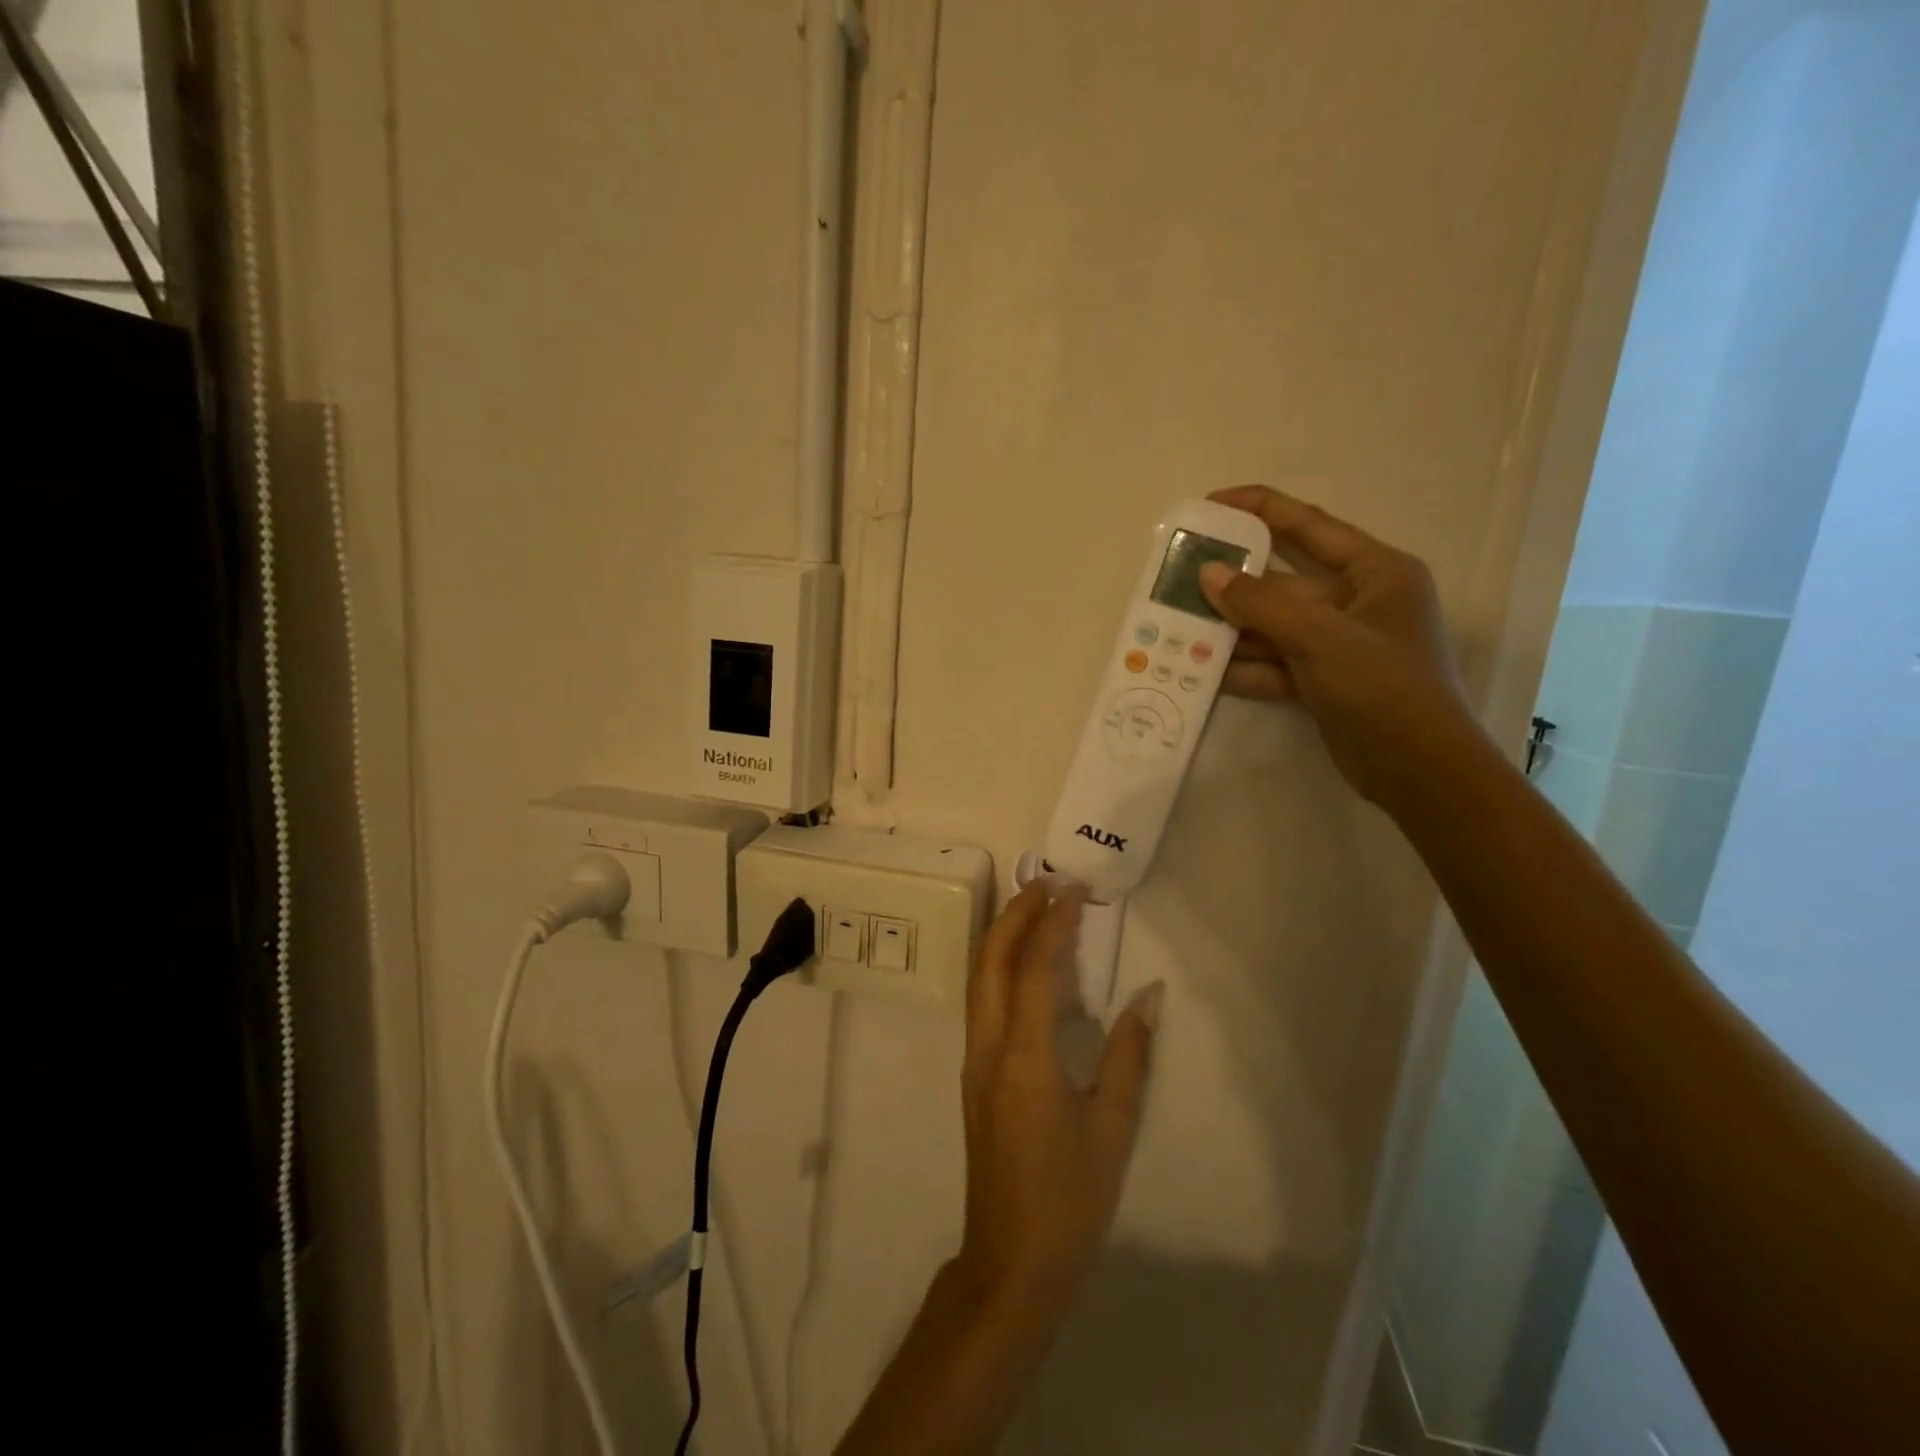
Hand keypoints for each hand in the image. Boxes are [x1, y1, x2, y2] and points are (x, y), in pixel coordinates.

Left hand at [956, 882, 1161, 1318]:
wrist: (1011, 1261)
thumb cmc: (1070, 1199)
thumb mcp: (1112, 1128)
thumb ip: (1130, 1055)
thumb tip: (1149, 995)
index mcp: (1025, 1056)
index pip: (1036, 968)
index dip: (1054, 922)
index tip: (1074, 889)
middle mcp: (988, 1046)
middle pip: (991, 960)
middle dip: (1016, 914)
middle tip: (1048, 884)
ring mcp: (973, 1059)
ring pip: (979, 978)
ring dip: (1003, 936)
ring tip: (1036, 909)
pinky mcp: (974, 1074)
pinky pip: (982, 1001)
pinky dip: (1000, 967)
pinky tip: (1026, 966)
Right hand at [1199, 484, 1490, 804]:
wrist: (1418, 771)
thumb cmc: (1384, 687)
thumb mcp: (1322, 638)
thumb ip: (1261, 604)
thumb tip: (1209, 574)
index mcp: (1376, 572)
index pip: (1310, 526)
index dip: (1261, 509)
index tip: (1213, 504)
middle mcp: (1358, 602)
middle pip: (1284, 582)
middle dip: (1235, 583)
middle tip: (1182, 576)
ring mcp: (1339, 645)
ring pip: (1274, 627)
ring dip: (1233, 630)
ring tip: (1181, 627)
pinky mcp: (1324, 682)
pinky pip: (1276, 664)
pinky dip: (1246, 668)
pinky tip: (1205, 672)